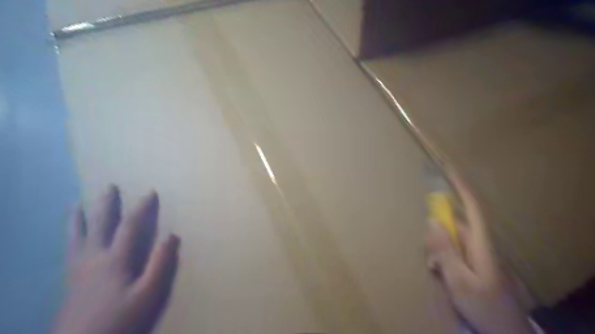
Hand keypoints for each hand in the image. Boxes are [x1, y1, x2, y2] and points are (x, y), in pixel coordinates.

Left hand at [53, 186, 179, 333]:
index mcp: (115, 259)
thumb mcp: (148, 293)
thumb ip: (161, 263)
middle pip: (99, 225)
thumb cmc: (121, 318)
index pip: (130, 225)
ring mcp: (78, 268)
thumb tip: (172, 235)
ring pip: (76, 236)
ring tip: (76, 204)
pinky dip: (69, 237)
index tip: (150, 192)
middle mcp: (93, 257)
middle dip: (106, 204)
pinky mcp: (70, 280)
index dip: (141, 207)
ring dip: (78, 218)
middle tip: (109, 187)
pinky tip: (70, 236)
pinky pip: (68, 250)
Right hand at [426, 169, 531, 333]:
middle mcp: (478, 243)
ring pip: (447, 238)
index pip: (471, 207)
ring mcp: (474, 253)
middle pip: (452, 224)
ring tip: (435, 271)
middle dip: (436, 234)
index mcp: (481, 243)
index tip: (447, 168)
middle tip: (431, 258)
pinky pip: (449, 250)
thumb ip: (445, 250)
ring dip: (436, 250)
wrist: (503, 332)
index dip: (460, 186)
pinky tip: (438, 273)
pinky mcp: (470, 262)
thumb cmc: (484, 307)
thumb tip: (432, 221)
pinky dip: (440, 258)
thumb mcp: (459, 280)